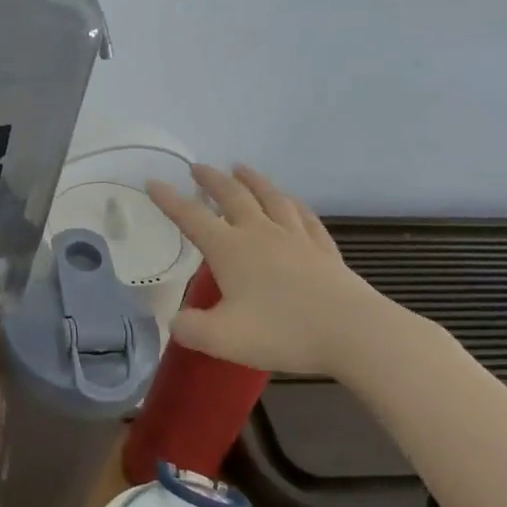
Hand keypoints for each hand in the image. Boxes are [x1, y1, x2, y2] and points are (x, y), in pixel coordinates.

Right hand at [146, 164, 420, 382]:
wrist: (353, 333)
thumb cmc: (283, 332)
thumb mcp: (222, 338)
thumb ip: (190, 329)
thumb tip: (175, 322)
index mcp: (231, 250)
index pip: (191, 218)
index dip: (169, 200)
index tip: (153, 181)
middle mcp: (260, 234)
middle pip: (232, 196)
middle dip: (212, 180)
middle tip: (198, 167)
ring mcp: (296, 239)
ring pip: (271, 198)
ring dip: (252, 180)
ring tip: (241, 168)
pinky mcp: (324, 250)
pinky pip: (305, 218)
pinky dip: (293, 204)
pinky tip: (292, 202)